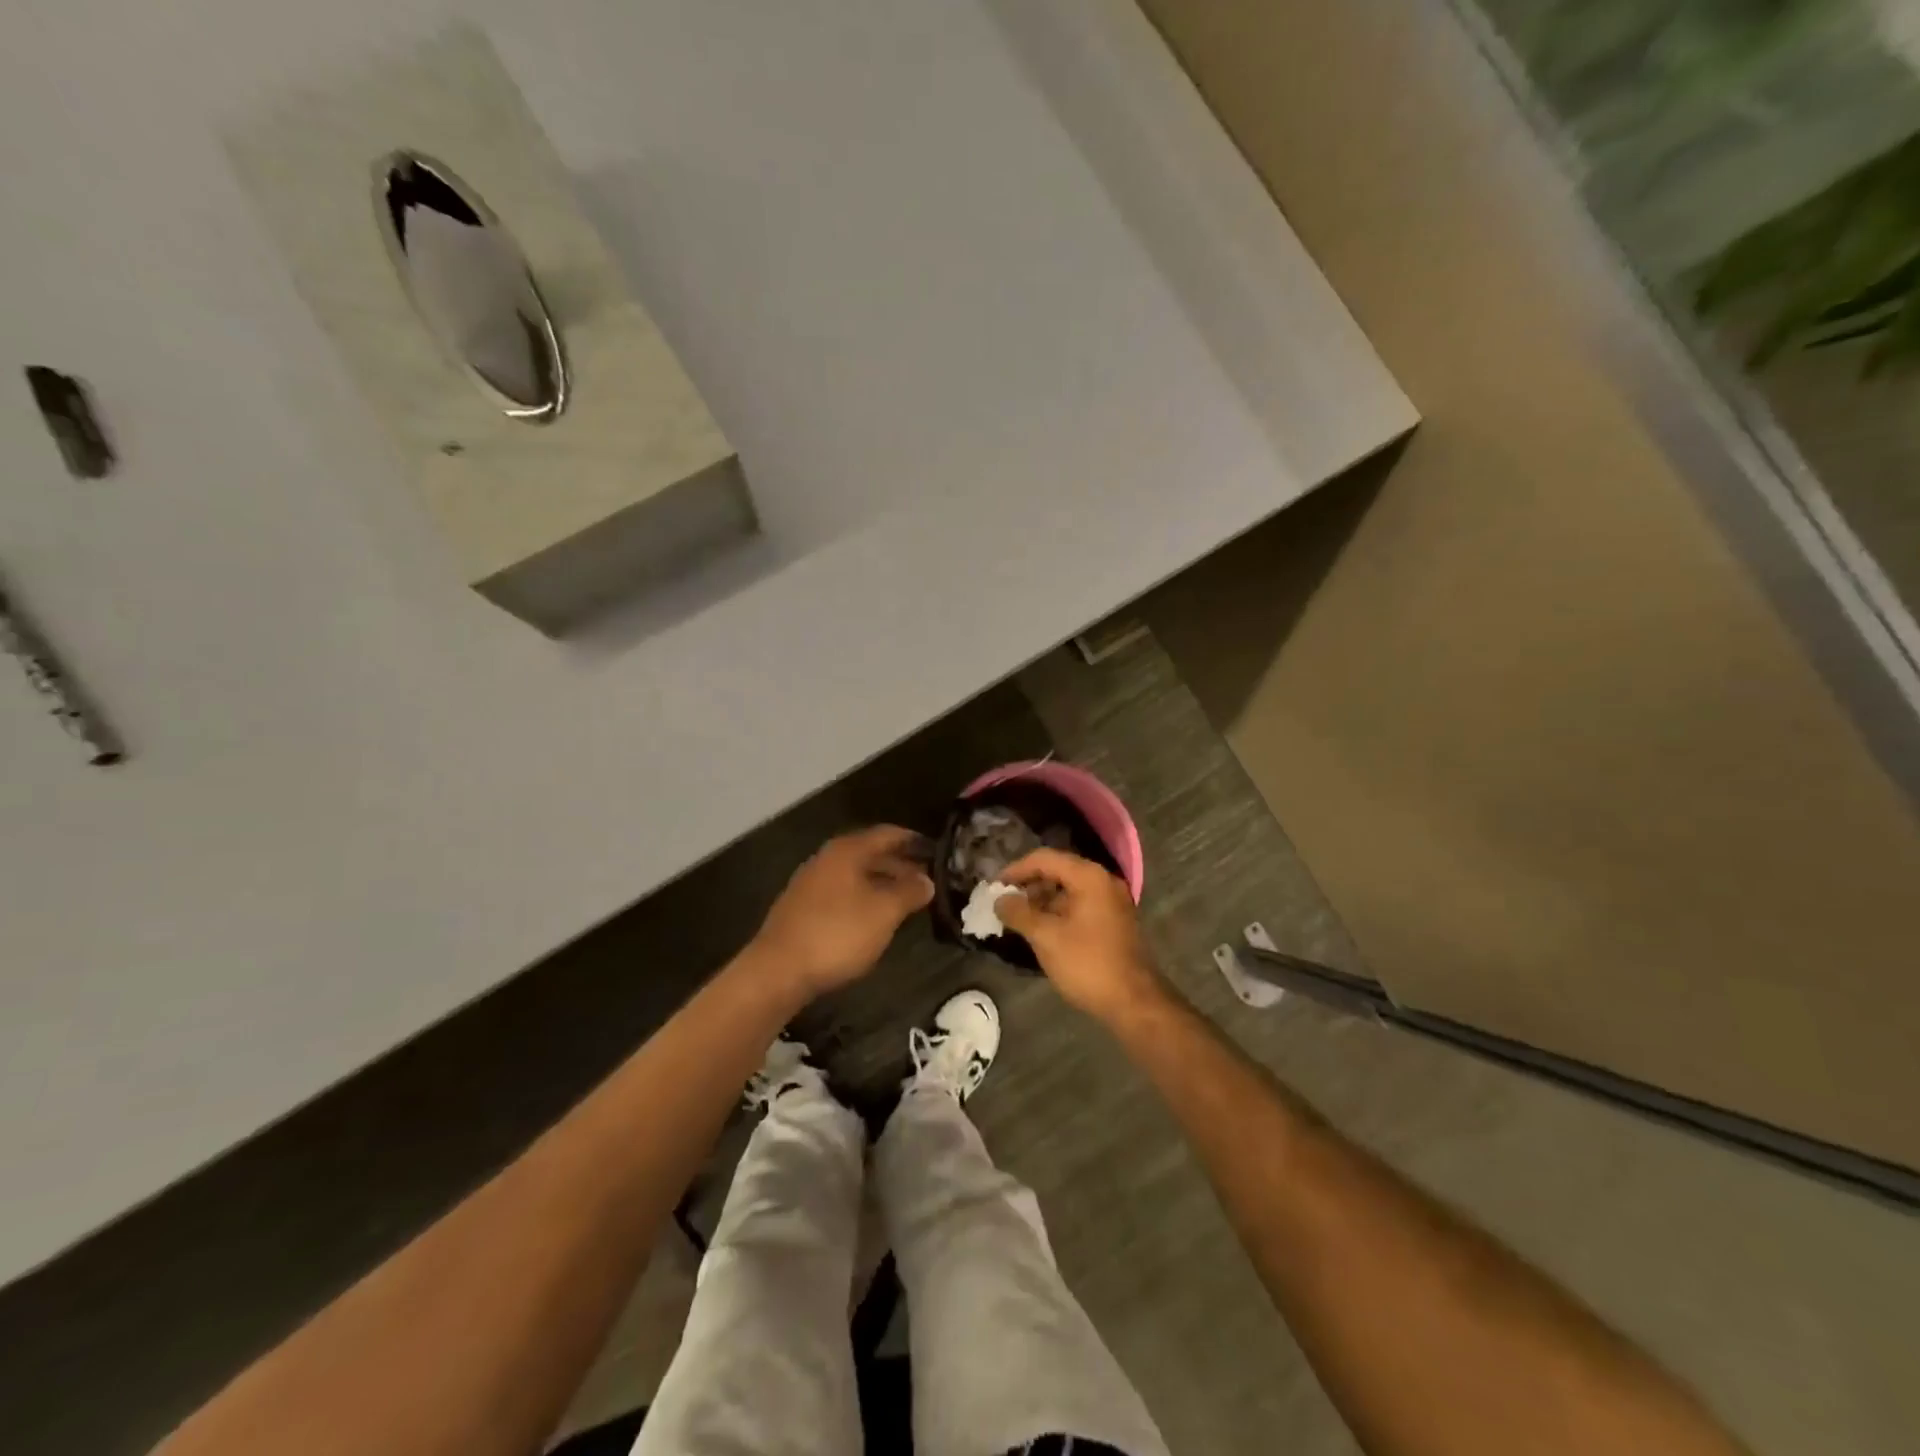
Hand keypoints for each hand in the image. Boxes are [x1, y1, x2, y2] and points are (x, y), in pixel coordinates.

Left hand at [750, 825, 934, 998]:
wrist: (778, 971)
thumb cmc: (837, 934)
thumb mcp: (884, 912)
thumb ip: (909, 892)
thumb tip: (927, 880)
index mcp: (847, 850)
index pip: (888, 834)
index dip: (914, 840)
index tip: (938, 851)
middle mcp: (828, 859)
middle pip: (871, 853)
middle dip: (900, 864)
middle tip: (928, 878)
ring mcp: (812, 883)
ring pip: (857, 874)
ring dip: (883, 882)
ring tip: (908, 899)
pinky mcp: (803, 908)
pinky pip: (843, 892)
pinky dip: (865, 897)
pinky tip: (876, 917)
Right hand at [995, 848, 1165, 1021]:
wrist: (1134, 1002)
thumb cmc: (1087, 964)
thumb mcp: (1046, 937)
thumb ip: (1019, 913)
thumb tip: (999, 900)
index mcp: (1089, 877)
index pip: (1044, 859)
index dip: (1016, 869)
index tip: (994, 887)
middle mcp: (1103, 881)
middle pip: (1058, 870)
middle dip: (1028, 885)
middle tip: (1004, 903)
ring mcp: (1111, 901)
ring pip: (1069, 889)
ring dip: (1042, 900)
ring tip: (1018, 919)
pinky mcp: (1113, 920)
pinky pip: (1079, 904)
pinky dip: (1058, 911)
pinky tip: (1041, 929)